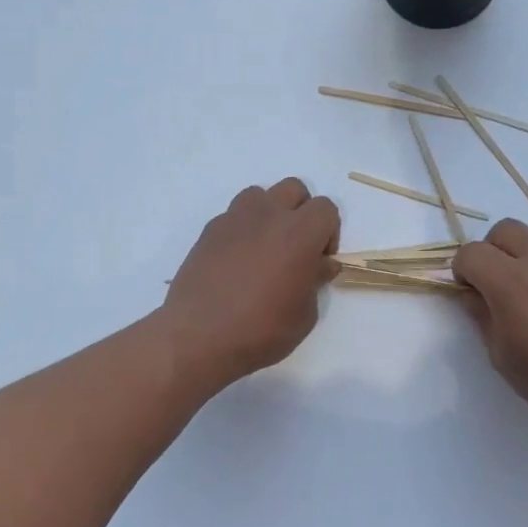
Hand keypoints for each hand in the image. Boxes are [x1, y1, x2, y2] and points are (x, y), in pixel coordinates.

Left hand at [159, 178, 340, 389]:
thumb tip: (320, 265)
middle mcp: (268, 216)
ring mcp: (234, 219)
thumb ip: (315, 281)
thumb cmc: (261, 330)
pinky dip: (242, 230)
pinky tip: (237, 262)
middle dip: (302, 212)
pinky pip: (233, 217)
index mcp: (299, 233)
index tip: (320, 260)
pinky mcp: (209, 231)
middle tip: (297, 248)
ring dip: (269, 214)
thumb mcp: (304, 314)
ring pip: (260, 195)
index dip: (329, 232)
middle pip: (294, 190)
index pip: (325, 209)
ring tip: (265, 248)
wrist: (199, 336)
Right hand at [453, 218, 527, 437]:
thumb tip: (472, 295)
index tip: (470, 291)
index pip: (471, 253)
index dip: (462, 271)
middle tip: (498, 282)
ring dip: (526, 244)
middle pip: (503, 230)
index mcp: (508, 281)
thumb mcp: (501, 355)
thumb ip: (482, 317)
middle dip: (492, 252)